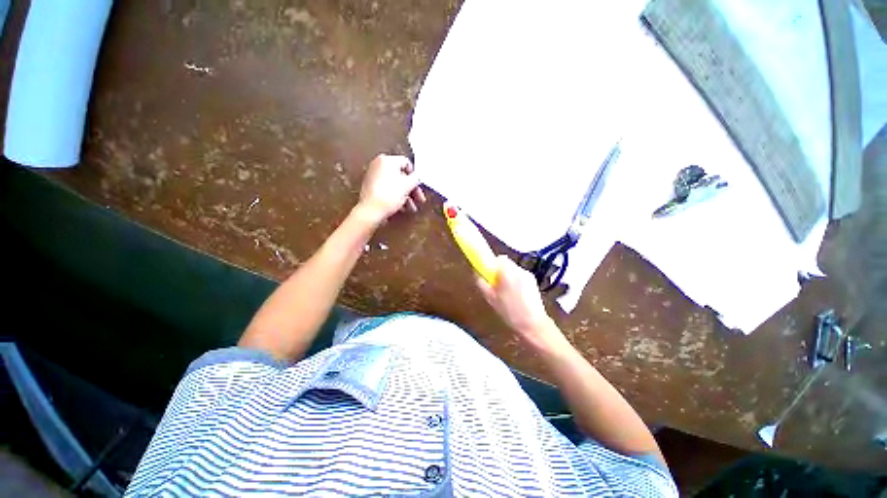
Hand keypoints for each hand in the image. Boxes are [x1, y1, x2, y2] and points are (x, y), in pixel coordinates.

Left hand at [358, 154, 426, 223]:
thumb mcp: (408, 186)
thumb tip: (417, 177)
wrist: (371, 210)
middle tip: (418, 198)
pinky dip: (395, 196)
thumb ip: (416, 178)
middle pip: (401, 175)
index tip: (418, 185)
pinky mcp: (370, 187)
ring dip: (405, 195)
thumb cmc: (388, 195)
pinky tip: (401, 207)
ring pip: (394, 184)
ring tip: (410, 207)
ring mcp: (373, 176)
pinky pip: (387, 189)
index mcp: (387, 160)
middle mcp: (378, 165)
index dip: (415, 175)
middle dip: (411, 189)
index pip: (406, 163)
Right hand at [476, 255, 564, 351]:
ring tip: (506, 293)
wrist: (533, 324)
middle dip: (499, 271)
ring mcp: (528, 275)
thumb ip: (481, 281)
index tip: (489, 274)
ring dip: (508, 276)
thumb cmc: (509, 311)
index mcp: (508, 272)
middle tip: (496, 285)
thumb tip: (476, 271)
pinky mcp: (533, 281)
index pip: (499, 258)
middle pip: (506, 263)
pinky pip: (520, 276)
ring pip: (513, 270)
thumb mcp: (490, 298)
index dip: (492, 264)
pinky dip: (516, 281)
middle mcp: (519, 270)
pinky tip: (516, 295)